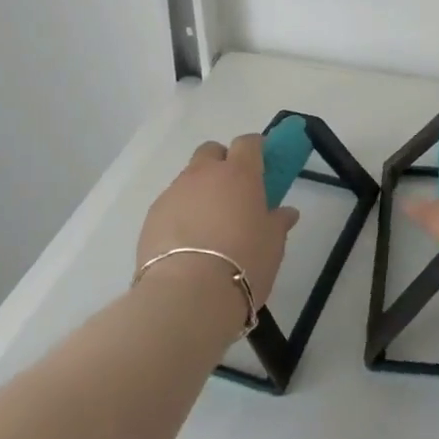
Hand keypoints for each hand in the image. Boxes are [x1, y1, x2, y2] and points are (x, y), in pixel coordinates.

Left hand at [136, 135, 300, 311]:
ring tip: (209, 226)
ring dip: (200, 191)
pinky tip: (187, 243)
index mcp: (239, 173)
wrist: (188, 294)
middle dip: (222, 162)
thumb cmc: (244, 262)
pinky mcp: (152, 216)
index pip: (248, 143)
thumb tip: (286, 212)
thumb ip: (278, 222)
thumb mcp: (273, 244)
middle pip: (211, 151)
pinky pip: (171, 204)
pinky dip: (181, 214)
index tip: (262, 164)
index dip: (256, 149)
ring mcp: (174, 192)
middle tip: (233, 192)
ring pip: (188, 178)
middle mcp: (204, 174)